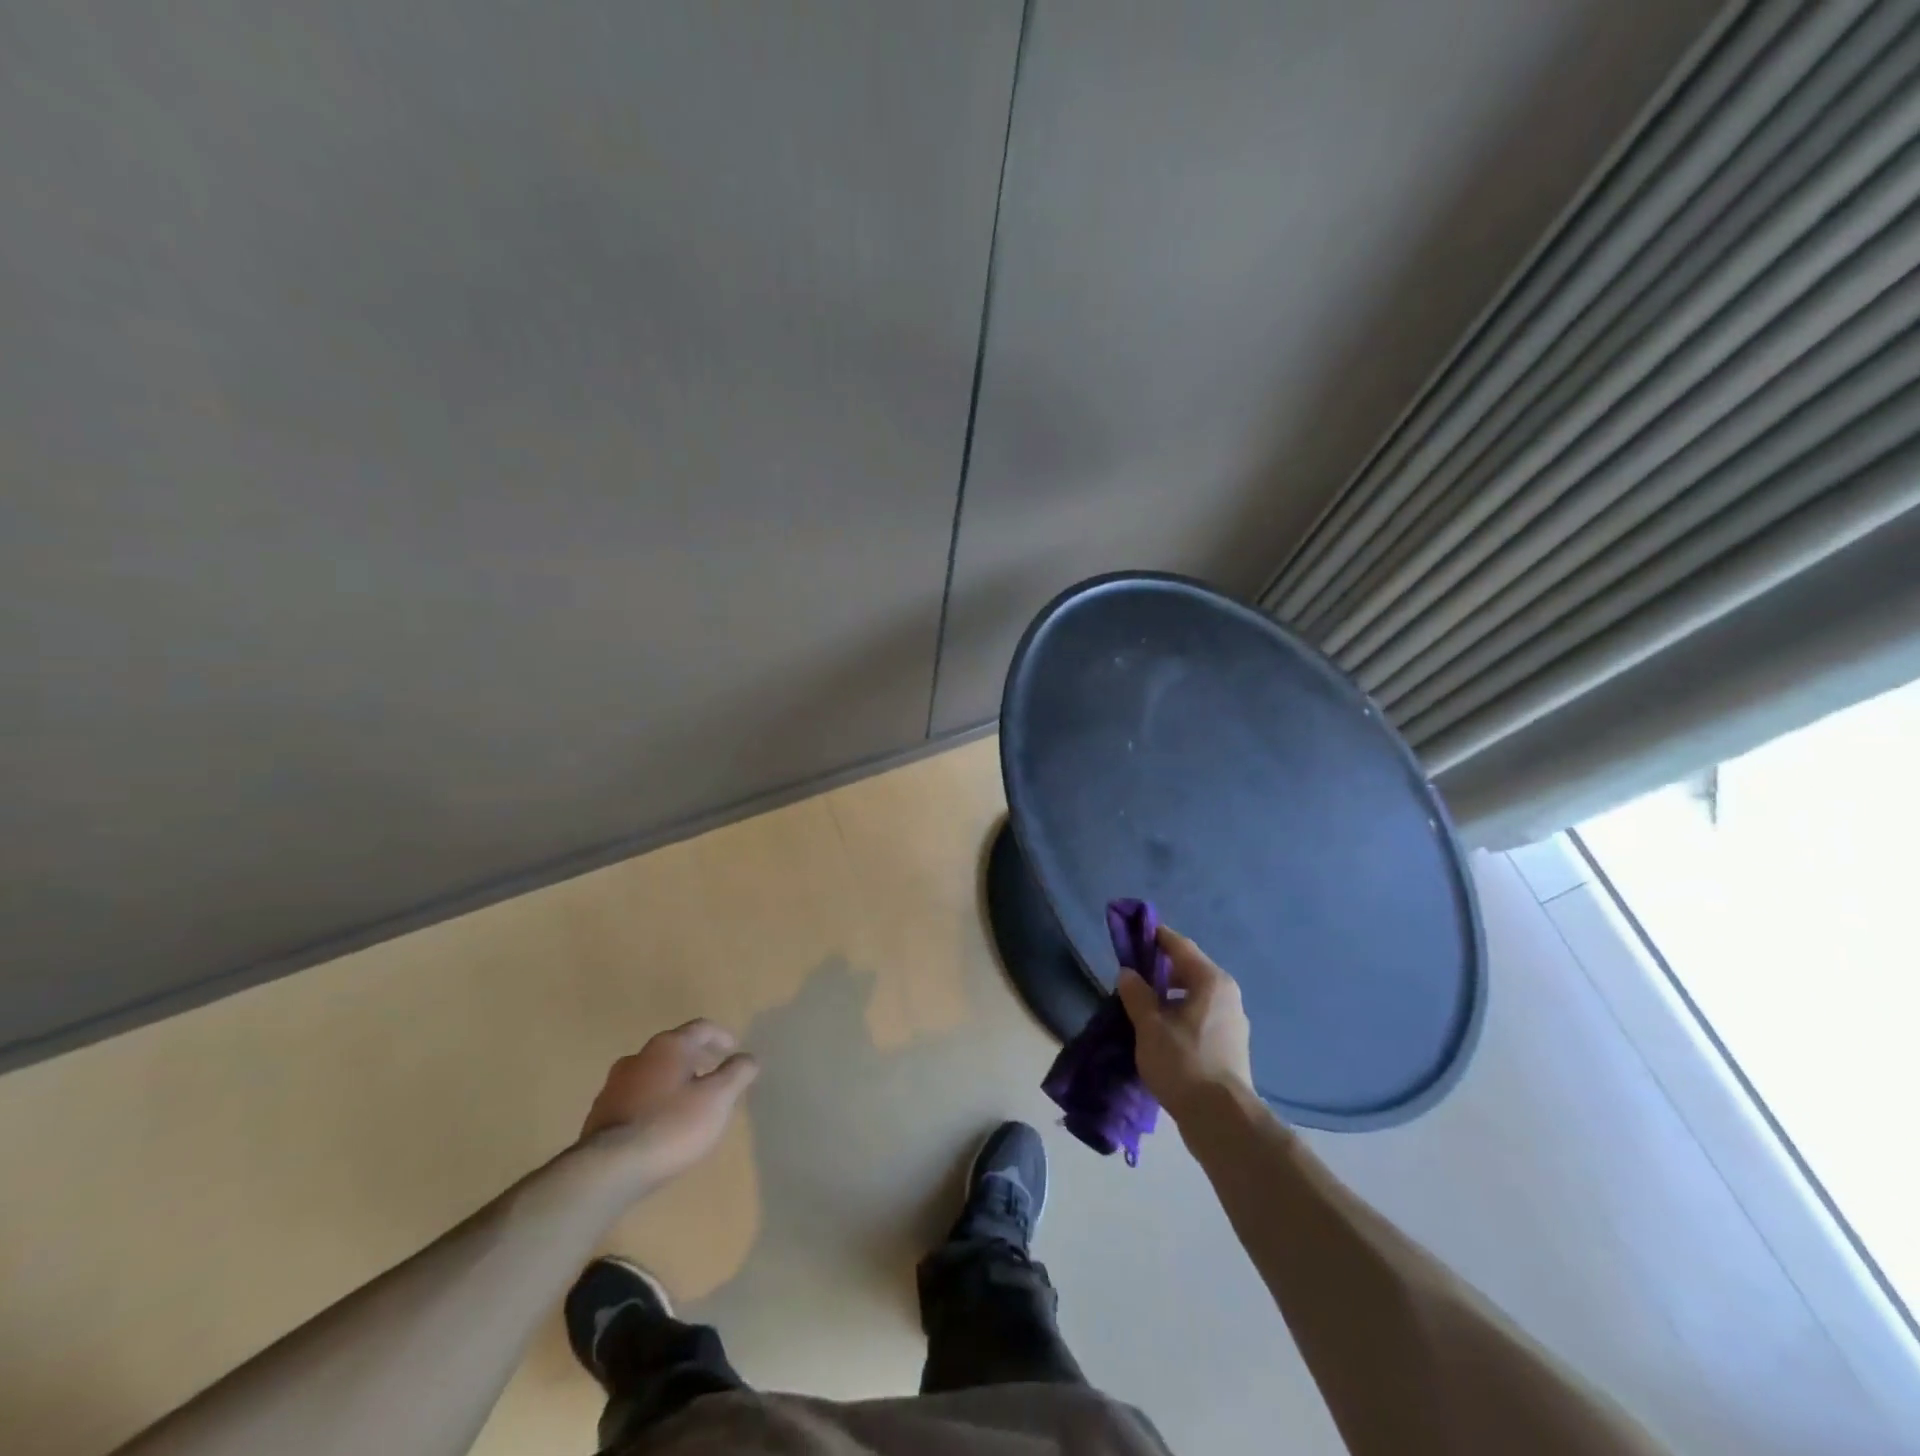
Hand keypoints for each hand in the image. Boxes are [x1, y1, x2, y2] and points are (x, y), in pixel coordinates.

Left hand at [579, 1019, 757, 1188]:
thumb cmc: (672, 1126)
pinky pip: (635, 1097)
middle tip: (713, 1075)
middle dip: (696, 1058)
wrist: (608, 1170)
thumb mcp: (718, 1099)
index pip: (701, 1028)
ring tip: (687, 1103)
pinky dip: (652, 1102)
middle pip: (674, 1048)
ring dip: (672, 1081)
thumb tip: (748, 1057)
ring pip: (652, 1073)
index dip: (721, 1036)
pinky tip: (659, 1125)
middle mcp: (639, 1056)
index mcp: (669, 1046)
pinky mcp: (599, 1114)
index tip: (733, 1049)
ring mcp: (614, 1085)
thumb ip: (737, 1074)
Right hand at [1117, 926, 1253, 1122]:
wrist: (1221, 1120)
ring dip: (1170, 995)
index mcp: (1211, 981)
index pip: (1179, 945)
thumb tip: (1128, 973)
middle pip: (1189, 969)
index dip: (1155, 936)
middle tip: (1132, 976)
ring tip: (1143, 1006)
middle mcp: (1227, 994)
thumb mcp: (1150, 1026)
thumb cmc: (1183, 1063)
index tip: (1132, 933)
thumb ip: (1137, 994)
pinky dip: (1181, 1014)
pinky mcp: (1231, 1045)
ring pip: (1195, 995)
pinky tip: (1162, 1031)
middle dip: (1160, 969)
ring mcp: (1233, 1021)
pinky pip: (1200, 1016)